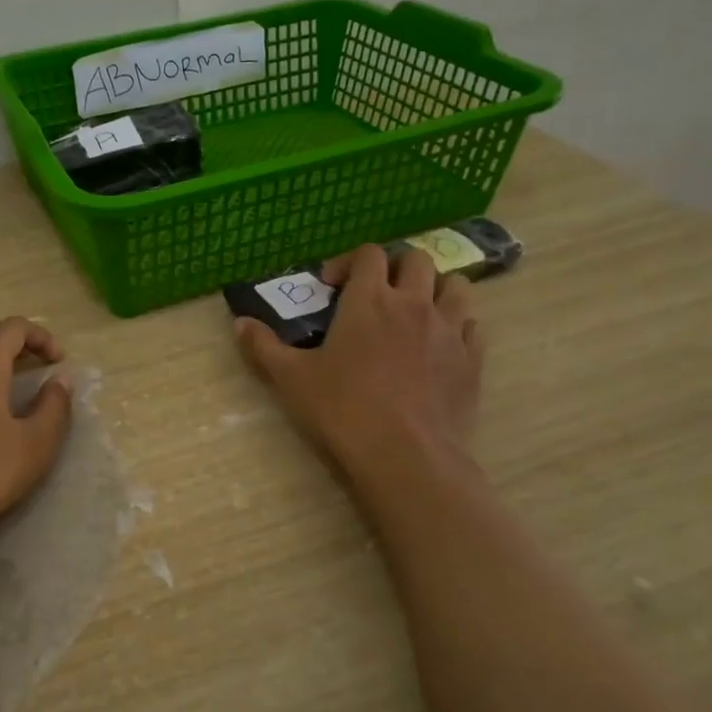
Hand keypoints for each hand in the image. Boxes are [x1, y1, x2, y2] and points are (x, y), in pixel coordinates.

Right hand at [234, 244, 482, 474]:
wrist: (405, 456)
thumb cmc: (342, 409)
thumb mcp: (291, 378)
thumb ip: (263, 346)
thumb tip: (239, 323)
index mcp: (369, 300)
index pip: (369, 254)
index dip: (349, 261)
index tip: (332, 286)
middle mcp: (414, 304)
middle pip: (417, 260)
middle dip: (395, 268)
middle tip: (377, 294)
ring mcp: (449, 331)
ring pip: (456, 286)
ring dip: (435, 290)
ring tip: (416, 311)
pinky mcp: (472, 360)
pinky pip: (472, 327)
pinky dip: (457, 326)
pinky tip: (440, 347)